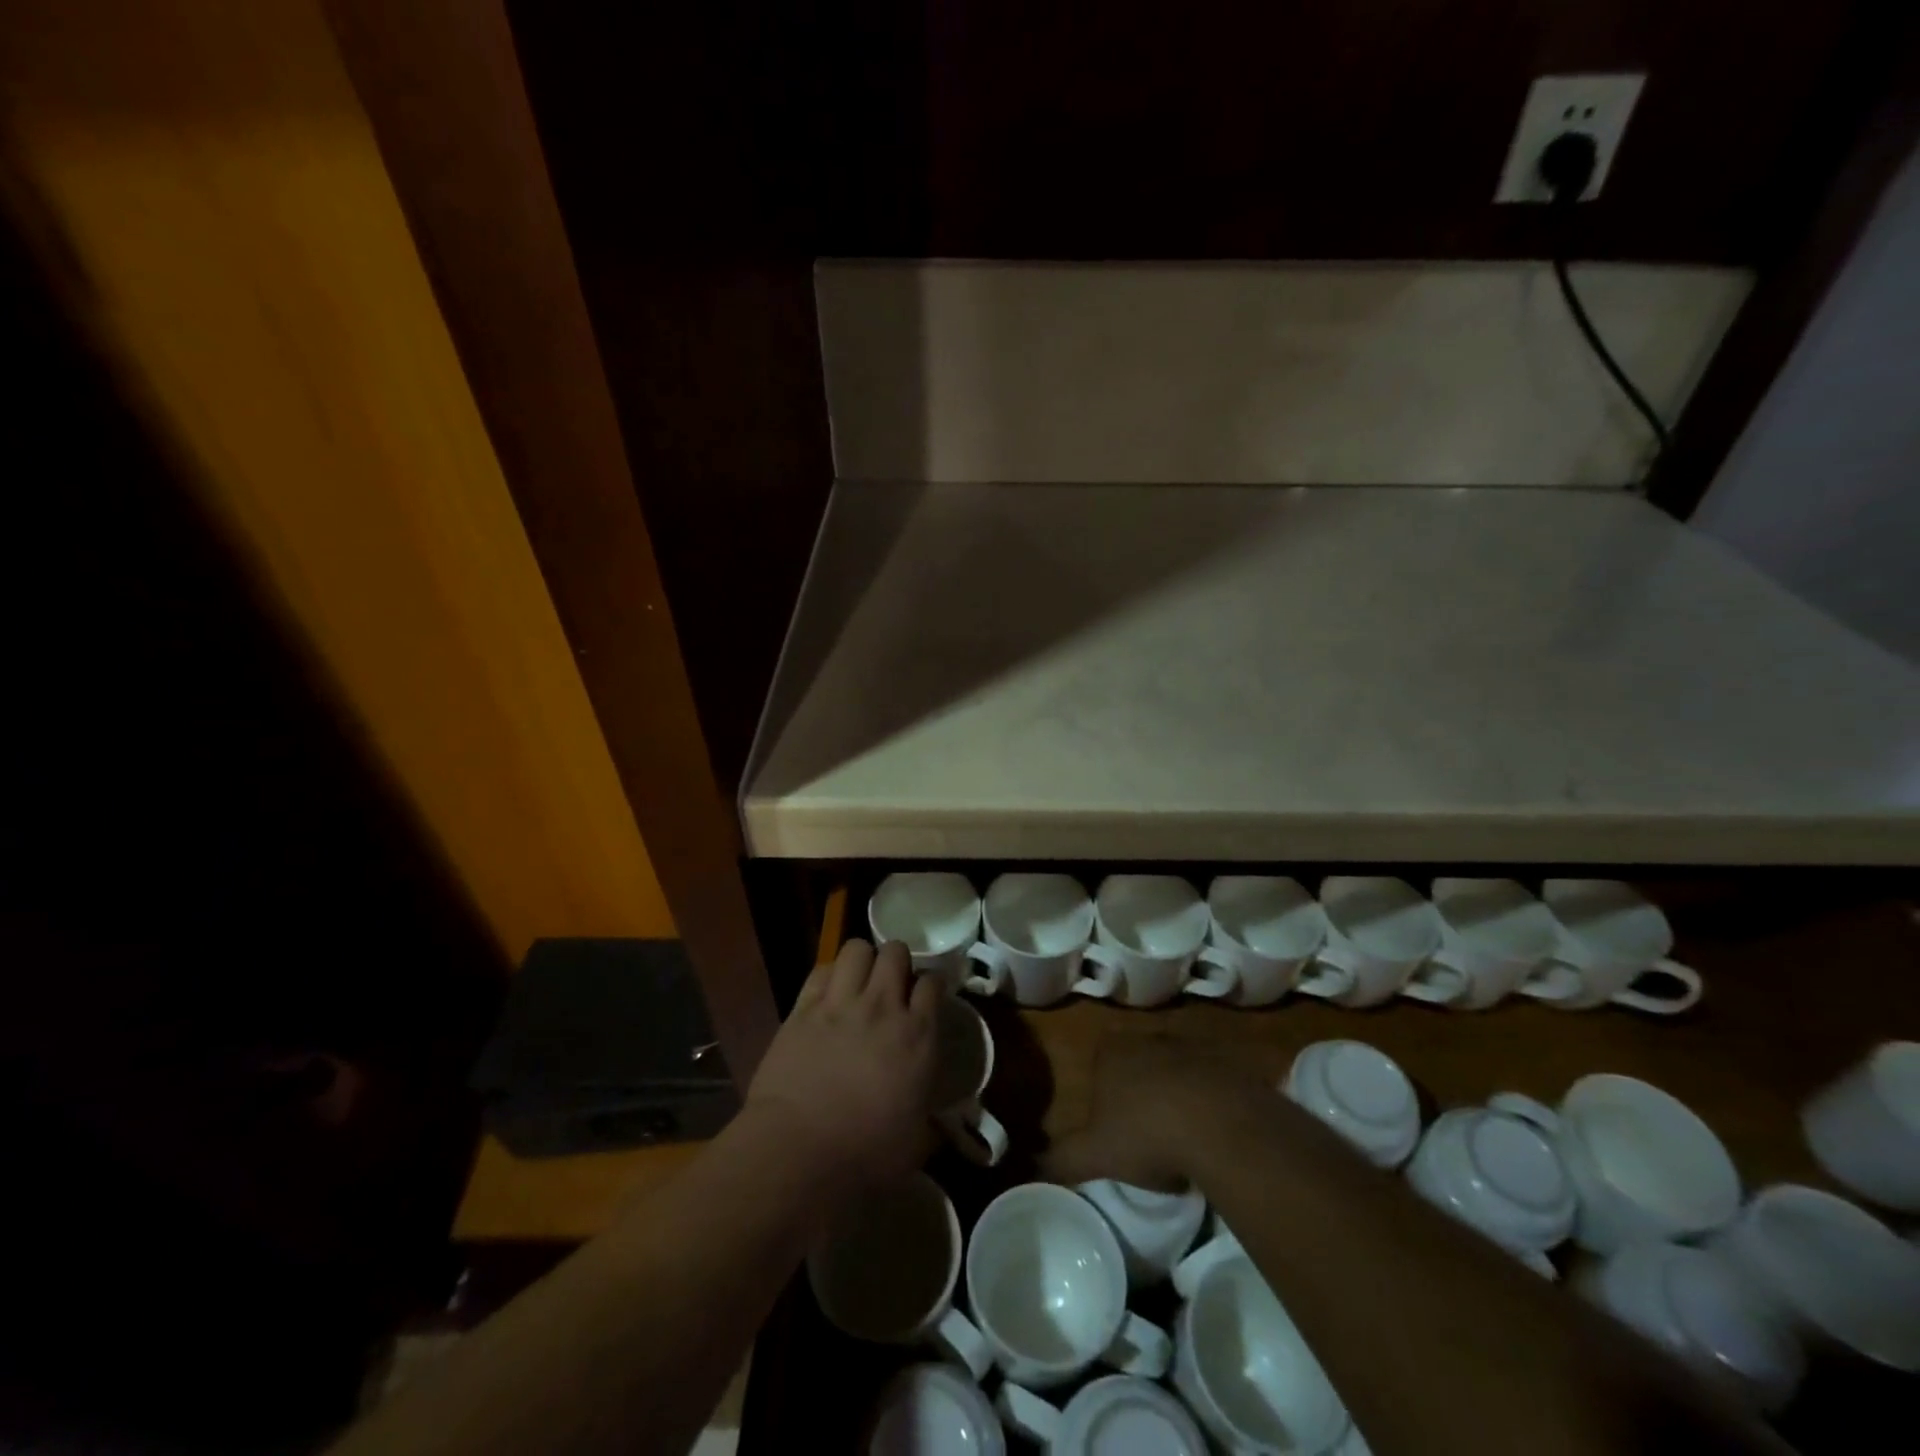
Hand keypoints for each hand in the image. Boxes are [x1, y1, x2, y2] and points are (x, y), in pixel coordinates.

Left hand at [744, 939, 940, 1196]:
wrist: (799, 1153)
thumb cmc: (866, 1156)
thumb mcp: (916, 1142)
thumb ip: (931, 1123)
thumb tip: (938, 1129)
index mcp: (918, 1035)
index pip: (933, 983)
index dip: (931, 984)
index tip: (927, 996)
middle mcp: (882, 1007)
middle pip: (895, 952)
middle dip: (897, 961)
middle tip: (893, 983)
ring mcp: (840, 1004)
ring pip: (857, 949)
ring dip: (863, 959)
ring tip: (860, 979)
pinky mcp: (803, 1009)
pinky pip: (820, 970)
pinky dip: (829, 976)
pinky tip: (829, 993)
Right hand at [1042, 1035, 1277, 1189]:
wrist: (1223, 1126)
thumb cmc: (1146, 1134)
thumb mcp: (1096, 1155)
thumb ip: (1060, 1159)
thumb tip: (1025, 1169)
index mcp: (1111, 1051)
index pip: (1099, 1062)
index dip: (1103, 1094)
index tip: (1111, 1127)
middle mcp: (1148, 1037)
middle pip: (1138, 1062)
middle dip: (1140, 1090)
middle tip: (1146, 1133)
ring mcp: (1191, 1046)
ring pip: (1177, 1068)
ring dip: (1178, 1093)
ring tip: (1183, 1136)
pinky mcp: (1229, 1061)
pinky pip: (1215, 1080)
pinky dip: (1213, 1100)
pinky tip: (1216, 1132)